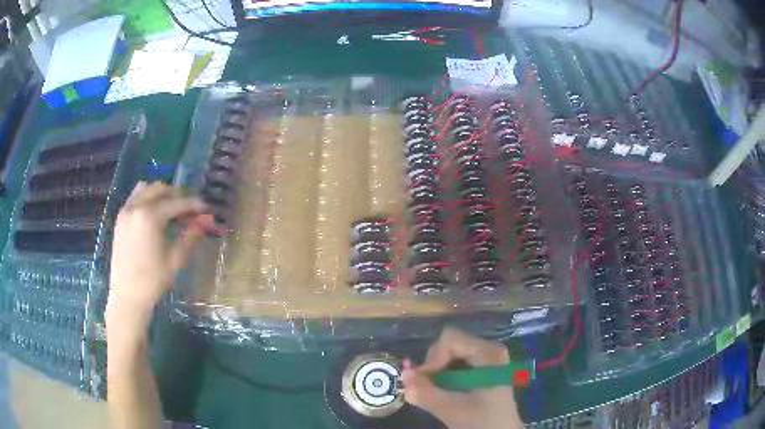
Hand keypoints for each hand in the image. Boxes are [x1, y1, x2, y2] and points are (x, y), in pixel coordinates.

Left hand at [106, 182, 208, 330]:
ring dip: (160, 194)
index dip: (194, 204)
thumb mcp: (176, 259)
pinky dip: (146, 199)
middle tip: (189, 210)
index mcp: (151, 216)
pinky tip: (153, 215)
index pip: (177, 202)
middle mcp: (136, 207)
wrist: (127, 296)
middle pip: (160, 189)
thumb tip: (207, 220)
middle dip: (177, 195)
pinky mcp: (120, 219)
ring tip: (170, 209)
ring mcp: (126, 211)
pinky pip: (134, 198)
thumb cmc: (153, 280)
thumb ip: (191, 235)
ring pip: (145, 189)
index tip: (206, 208)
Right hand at [401, 327, 522, 428]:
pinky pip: (457, 362)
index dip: (432, 358)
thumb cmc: (481, 422)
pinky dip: (444, 374)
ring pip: (450, 353)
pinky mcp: (484, 367)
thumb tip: (403, 373)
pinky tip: (443, 390)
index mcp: (488, 353)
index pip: (450, 339)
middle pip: (449, 344)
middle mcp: (490, 349)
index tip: (424, 381)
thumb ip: (425, 392)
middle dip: (433, 365)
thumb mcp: (450, 409)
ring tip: (433, 391)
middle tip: (426, 388)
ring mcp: (488, 357)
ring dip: (436, 371)